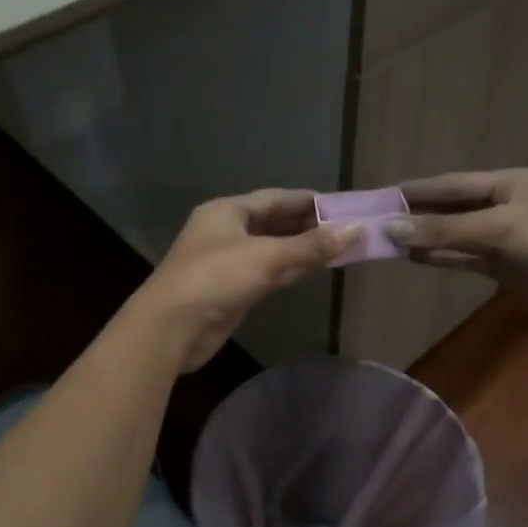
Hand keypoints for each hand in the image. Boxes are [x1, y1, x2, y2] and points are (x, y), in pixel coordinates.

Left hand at [132, 191, 358, 370]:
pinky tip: (314, 269)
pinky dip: (290, 269)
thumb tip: (356, 229)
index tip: (342, 204)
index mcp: (227, 211)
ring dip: (301, 248)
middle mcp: (226, 231)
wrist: (171, 328)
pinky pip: (267, 273)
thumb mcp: (266, 257)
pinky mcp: (231, 290)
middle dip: (308, 225)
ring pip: (272, 249)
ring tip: (340, 246)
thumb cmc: (216, 278)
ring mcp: (227, 262)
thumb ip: (311, 246)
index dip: (307, 200)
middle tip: (347, 227)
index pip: (274, 198)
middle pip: (273, 222)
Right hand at [387, 169, 527, 318]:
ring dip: (425, 239)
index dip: (416, 189)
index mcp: (508, 183)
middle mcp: (504, 206)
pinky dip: (442, 258)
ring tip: (386, 241)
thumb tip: (392, 229)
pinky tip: (415, 258)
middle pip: (451, 208)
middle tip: (376, 220)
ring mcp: (506, 238)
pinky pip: (466, 258)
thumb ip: (445, 229)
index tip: (382, 194)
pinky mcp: (508, 266)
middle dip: (416, 215)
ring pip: (456, 236)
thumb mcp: (500, 228)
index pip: (451, 183)